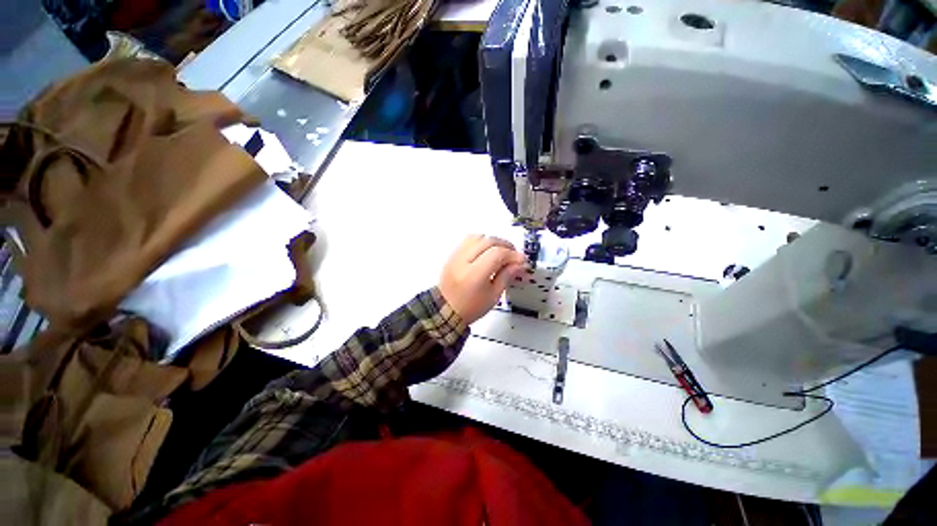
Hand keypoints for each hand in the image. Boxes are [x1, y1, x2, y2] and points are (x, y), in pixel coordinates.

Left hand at [439, 235, 526, 324]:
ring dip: (493, 241)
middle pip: (488, 241)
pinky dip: (481, 242)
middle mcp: (462, 262)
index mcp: (474, 275)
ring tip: (501, 251)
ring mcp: (455, 257)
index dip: (513, 255)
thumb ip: (507, 276)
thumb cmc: (470, 308)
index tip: (521, 260)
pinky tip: (487, 251)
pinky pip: (468, 240)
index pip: (497, 254)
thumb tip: (519, 264)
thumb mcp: (493, 296)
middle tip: (514, 255)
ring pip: (477, 237)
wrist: (446, 310)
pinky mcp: (452, 255)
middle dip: (505, 245)